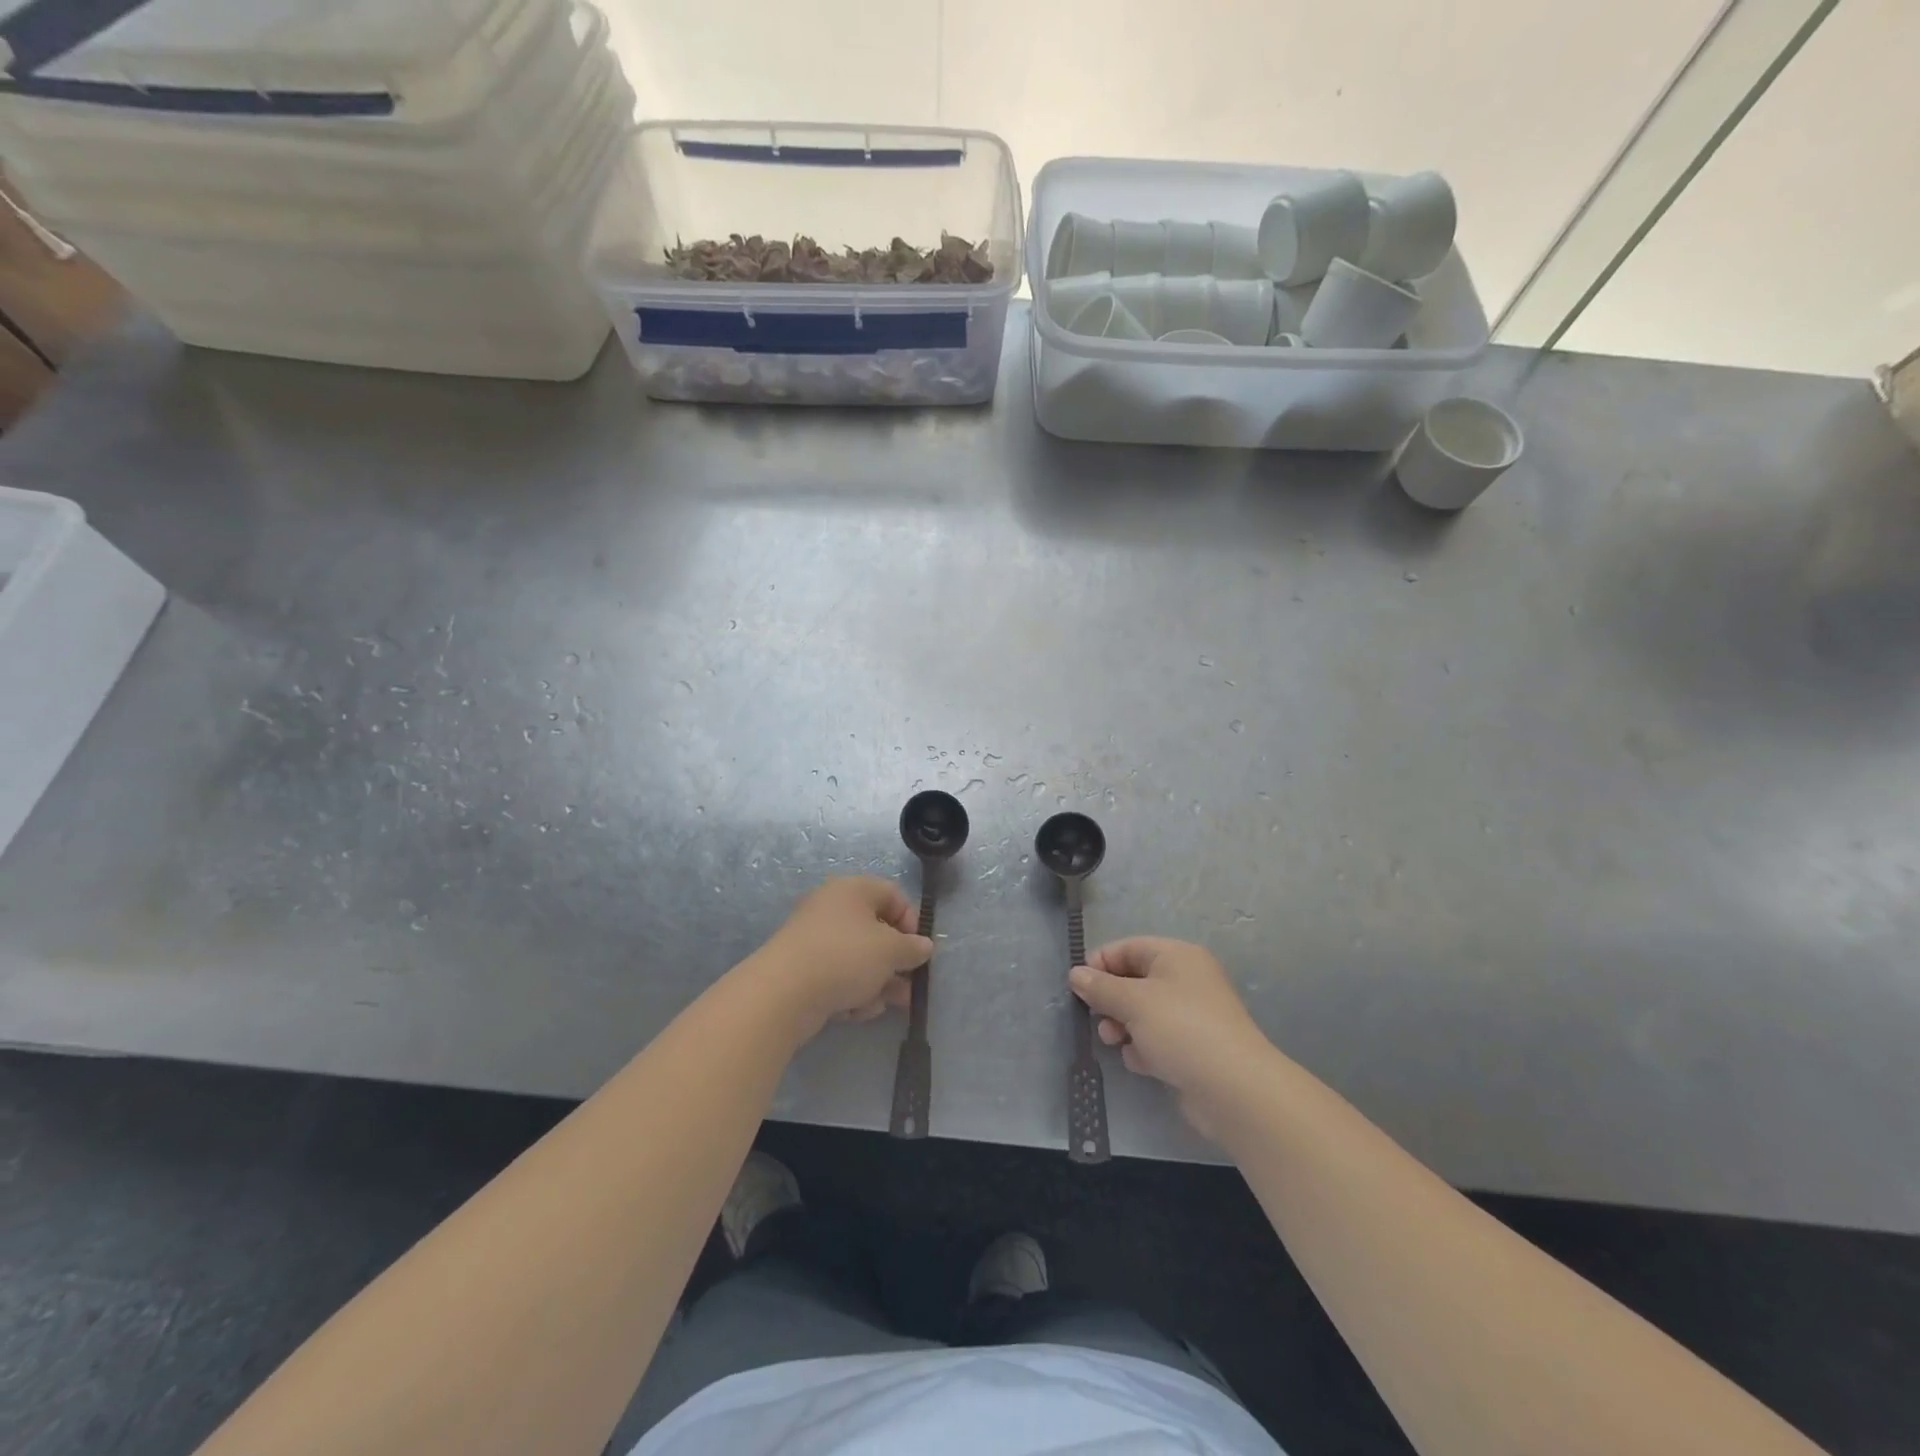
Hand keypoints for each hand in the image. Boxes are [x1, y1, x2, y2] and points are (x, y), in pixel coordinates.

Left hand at [756, 877, 932, 1035]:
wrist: (784, 992)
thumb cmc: (846, 957)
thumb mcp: (891, 950)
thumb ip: (913, 948)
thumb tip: (923, 947)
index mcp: (853, 890)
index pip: (893, 895)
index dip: (911, 922)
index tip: (918, 950)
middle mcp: (832, 907)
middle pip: (876, 931)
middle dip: (895, 963)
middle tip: (908, 987)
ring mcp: (815, 938)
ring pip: (858, 958)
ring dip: (876, 982)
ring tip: (884, 1005)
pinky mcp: (802, 968)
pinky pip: (837, 975)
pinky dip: (850, 991)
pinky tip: (854, 1011)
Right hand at [1069, 937, 1273, 1138]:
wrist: (1234, 1089)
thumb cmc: (1181, 1029)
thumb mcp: (1133, 1001)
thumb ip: (1100, 987)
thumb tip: (1076, 974)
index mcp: (1177, 956)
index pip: (1128, 948)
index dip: (1100, 963)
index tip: (1078, 987)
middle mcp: (1186, 980)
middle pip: (1134, 981)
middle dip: (1110, 1000)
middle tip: (1097, 1018)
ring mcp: (1191, 1016)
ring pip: (1142, 1013)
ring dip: (1122, 1026)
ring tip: (1115, 1042)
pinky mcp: (1192, 1048)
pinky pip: (1156, 1039)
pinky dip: (1143, 1049)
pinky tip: (1142, 1062)